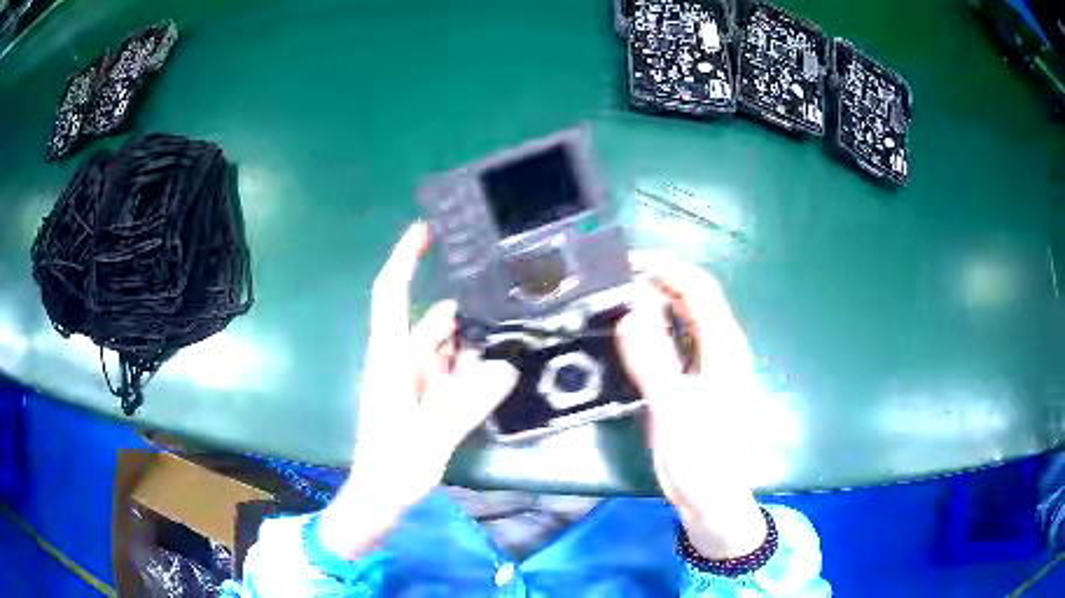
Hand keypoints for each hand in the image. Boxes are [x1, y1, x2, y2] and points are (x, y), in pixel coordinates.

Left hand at [320, 223, 518, 558]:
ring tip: (513, 344)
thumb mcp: (429, 436)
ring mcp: (412, 380)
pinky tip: (496, 376)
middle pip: (432, 321)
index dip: (405, 258)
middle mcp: (400, 361)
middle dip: (465, 315)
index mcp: (390, 359)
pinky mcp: (423, 397)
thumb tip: (504, 367)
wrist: (380, 496)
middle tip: (511, 308)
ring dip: (472, 346)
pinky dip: (470, 369)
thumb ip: (464, 402)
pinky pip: (450, 371)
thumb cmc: (392, 467)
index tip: (426, 229)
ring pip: (445, 347)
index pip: (391, 295)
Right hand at [617, 256, 766, 558]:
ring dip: (656, 302)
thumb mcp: (674, 410)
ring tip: (618, 299)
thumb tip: (632, 310)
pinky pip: (678, 342)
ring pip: (685, 319)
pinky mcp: (698, 382)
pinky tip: (633, 335)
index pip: (700, 289)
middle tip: (615, 279)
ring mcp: (712, 365)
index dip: (668, 268)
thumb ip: (654, 360)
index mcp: (724, 347)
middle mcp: (722, 348)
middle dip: (659, 281)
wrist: (713, 499)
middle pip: (694, 299)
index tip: (628, 263)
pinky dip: (656, 329)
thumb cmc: (701, 458)